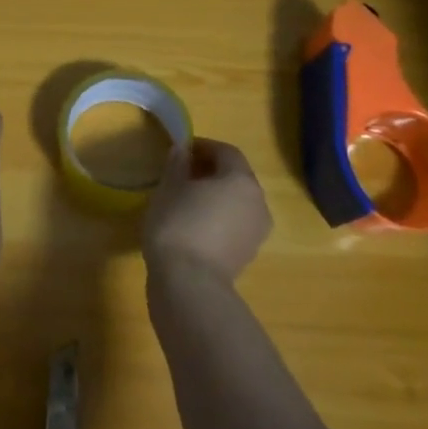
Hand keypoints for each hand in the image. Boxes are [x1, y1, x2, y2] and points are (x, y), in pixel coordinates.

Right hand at [142, 138, 272, 284]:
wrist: (189, 282)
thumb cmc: (177, 223)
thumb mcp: (169, 188)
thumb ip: (177, 164)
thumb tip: (183, 150)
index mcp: (240, 180)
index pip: (226, 152)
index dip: (204, 146)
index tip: (182, 150)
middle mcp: (258, 201)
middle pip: (236, 176)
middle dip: (211, 171)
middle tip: (183, 174)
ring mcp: (257, 230)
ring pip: (237, 202)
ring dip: (217, 196)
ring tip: (187, 201)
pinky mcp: (249, 253)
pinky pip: (235, 224)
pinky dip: (219, 218)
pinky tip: (195, 225)